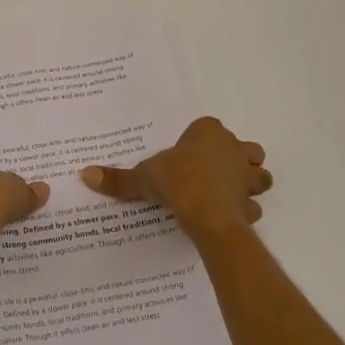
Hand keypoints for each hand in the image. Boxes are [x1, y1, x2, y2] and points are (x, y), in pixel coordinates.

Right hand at [81, 116, 270, 238]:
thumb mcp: (143, 177)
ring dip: (249, 183)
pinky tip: (228, 218)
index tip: (188, 154)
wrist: (207, 215)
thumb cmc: (177, 182)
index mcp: (209, 133)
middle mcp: (233, 149)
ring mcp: (246, 177)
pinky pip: (253, 206)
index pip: (209, 127)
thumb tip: (85, 174)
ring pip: (259, 175)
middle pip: (245, 149)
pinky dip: (245, 211)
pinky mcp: (251, 204)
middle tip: (215, 173)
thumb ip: (118, 178)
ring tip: (228, 193)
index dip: (201, 140)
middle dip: (237, 159)